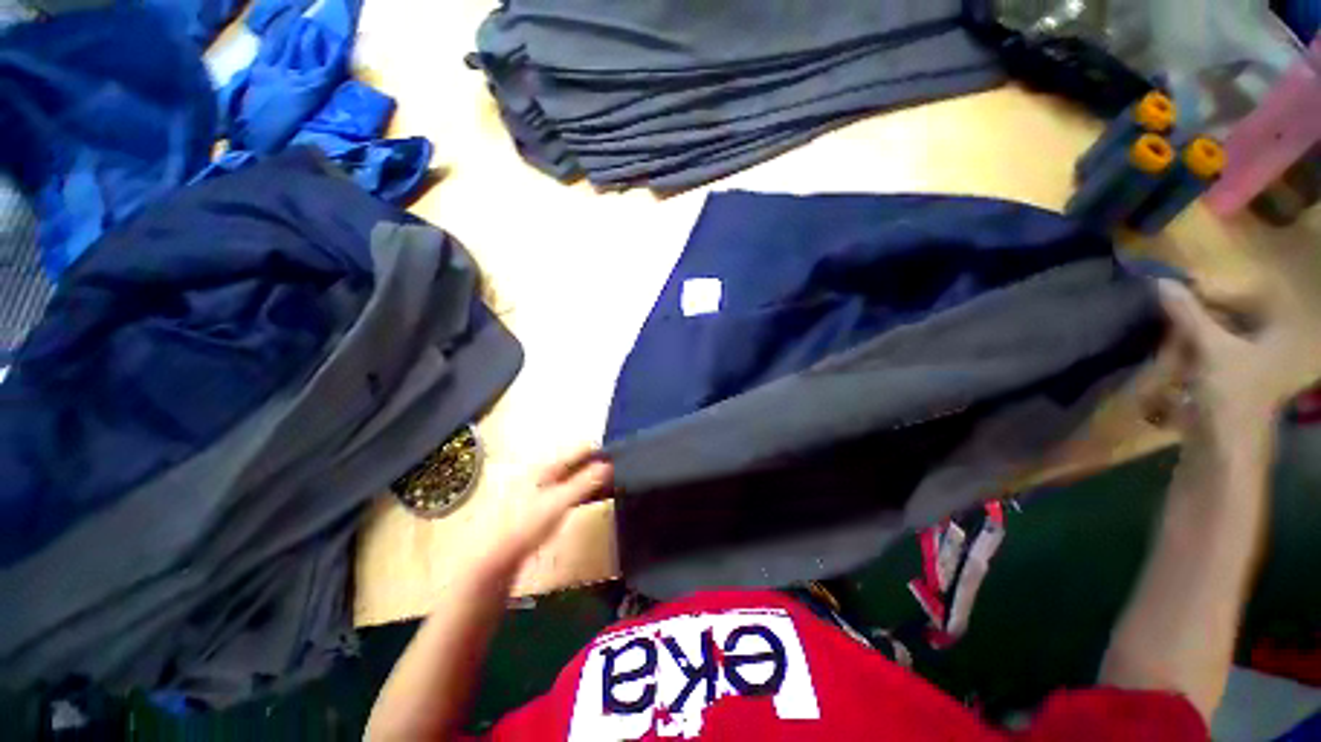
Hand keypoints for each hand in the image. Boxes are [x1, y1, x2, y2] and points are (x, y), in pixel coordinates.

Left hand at [478, 446, 613, 576]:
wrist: (495, 558)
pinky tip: (591, 498)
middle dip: (597, 464)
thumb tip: (609, 465)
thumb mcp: (559, 502)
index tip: (621, 455)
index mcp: (546, 466)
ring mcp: (541, 489)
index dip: (600, 451)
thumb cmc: (526, 525)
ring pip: (573, 477)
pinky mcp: (541, 505)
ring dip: (591, 478)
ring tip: (611, 482)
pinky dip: (583, 491)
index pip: (579, 449)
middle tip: (619, 470)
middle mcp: (543, 473)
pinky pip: (568, 490)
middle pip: (576, 462)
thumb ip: (584, 482)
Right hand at [1155, 278, 1319, 446]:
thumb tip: (1161, 282)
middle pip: (1234, 320)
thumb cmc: (1231, 393)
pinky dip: (1191, 357)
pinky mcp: (1229, 387)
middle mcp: (1270, 349)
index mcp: (1279, 335)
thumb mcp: (1209, 347)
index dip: (1217, 292)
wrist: (1223, 448)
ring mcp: (1250, 371)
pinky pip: (1210, 360)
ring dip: (1191, 338)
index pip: (1251, 297)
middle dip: (1201, 317)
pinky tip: (1173, 359)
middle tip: (1171, 311)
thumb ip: (1187, 314)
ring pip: (1218, 341)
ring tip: (1167, 337)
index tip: (1182, 289)